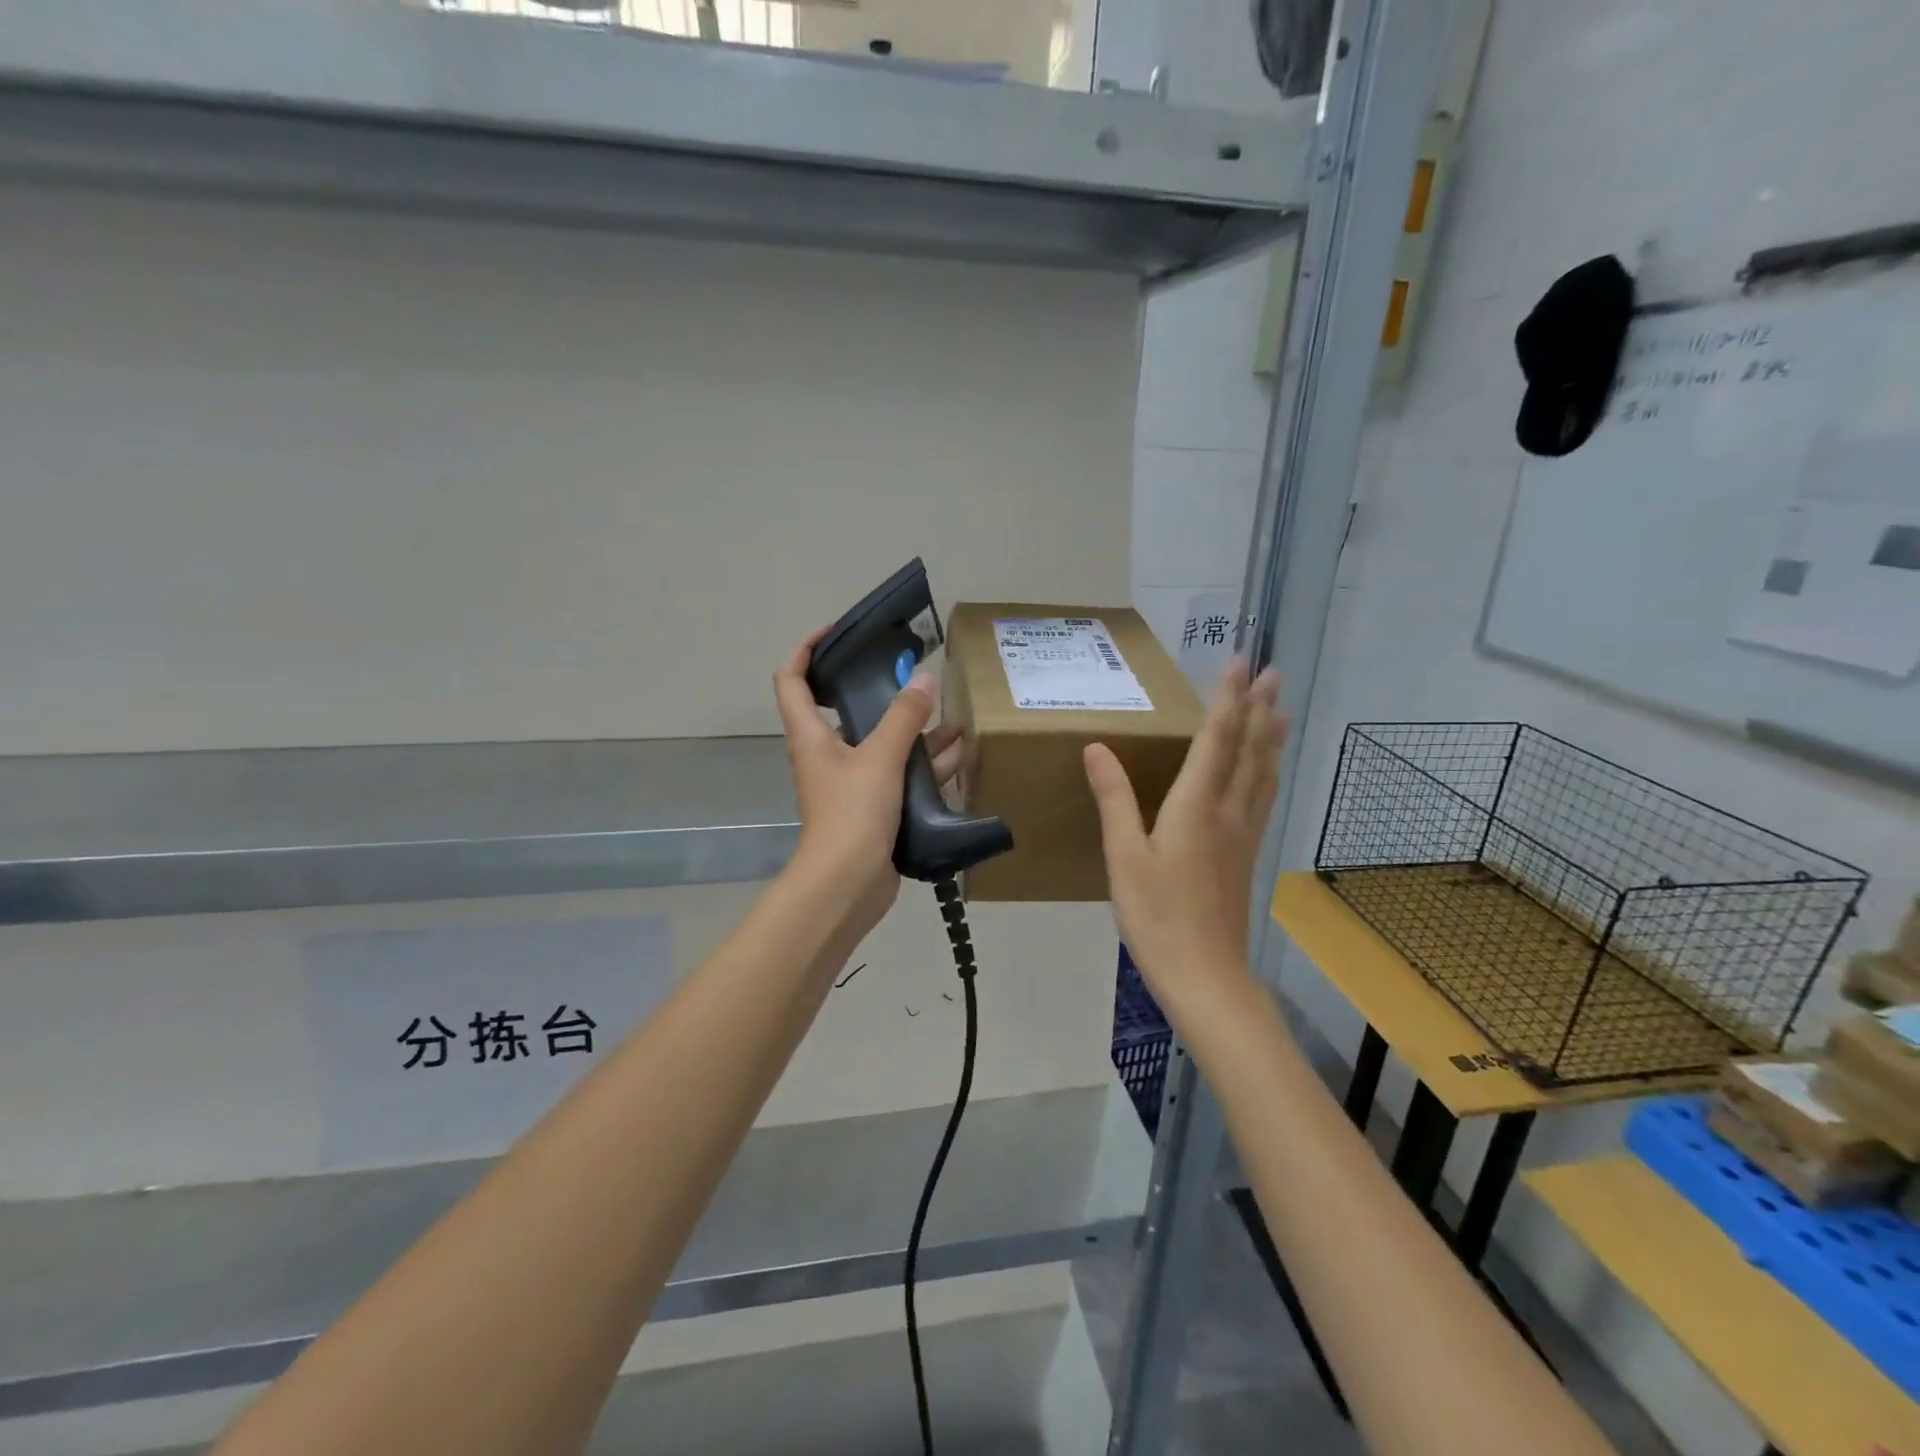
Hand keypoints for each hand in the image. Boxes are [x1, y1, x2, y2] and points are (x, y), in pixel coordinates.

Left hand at [772, 629, 964, 946]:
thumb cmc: (851, 814)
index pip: (792, 679)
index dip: (806, 648)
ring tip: (950, 714)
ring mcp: (850, 782)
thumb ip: (904, 717)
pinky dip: (924, 763)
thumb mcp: (879, 758)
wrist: (847, 886)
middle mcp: (826, 754)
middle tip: (911, 672)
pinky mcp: (873, 806)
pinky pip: (899, 774)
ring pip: (881, 743)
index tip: (837, 630)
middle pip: (845, 709)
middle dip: (878, 690)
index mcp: (811, 735)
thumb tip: (924, 679)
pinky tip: (959, 753)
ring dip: (912, 729)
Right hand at [1084, 660, 1287, 1017]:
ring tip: (1281, 710)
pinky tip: (1267, 773)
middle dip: (1259, 708)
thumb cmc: (1157, 915)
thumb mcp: (1124, 858)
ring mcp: (1243, 835)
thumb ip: (1114, 799)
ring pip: (1263, 774)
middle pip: (1249, 751)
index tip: (1239, 663)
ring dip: (1271, 737)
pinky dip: (1268, 772)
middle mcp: (1228, 812)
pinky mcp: (1246, 856)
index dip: (1227, 699)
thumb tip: (1097, 747)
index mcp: (1196, 807)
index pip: (1217, 740)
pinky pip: (1262, 799)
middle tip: (1273, 673)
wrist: (1205, 975)